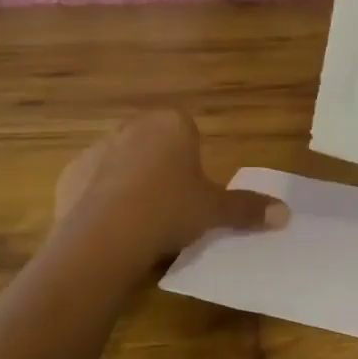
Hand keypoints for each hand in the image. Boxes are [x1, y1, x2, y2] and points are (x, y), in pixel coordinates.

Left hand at [50, 110, 286, 276]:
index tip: (192, 190)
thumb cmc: (170, 210)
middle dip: (160, 167)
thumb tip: (286, 213)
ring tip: (138, 221)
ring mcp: (98, 147)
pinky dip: (99, 200)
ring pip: (121, 162)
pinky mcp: (71, 174)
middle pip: (153, 143)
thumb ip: (247, 208)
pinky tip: (109, 228)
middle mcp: (134, 126)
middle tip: (170, 206)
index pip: (187, 130)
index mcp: (172, 124)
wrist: (107, 234)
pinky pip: (92, 184)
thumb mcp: (214, 211)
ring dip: (128, 182)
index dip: (191, 160)